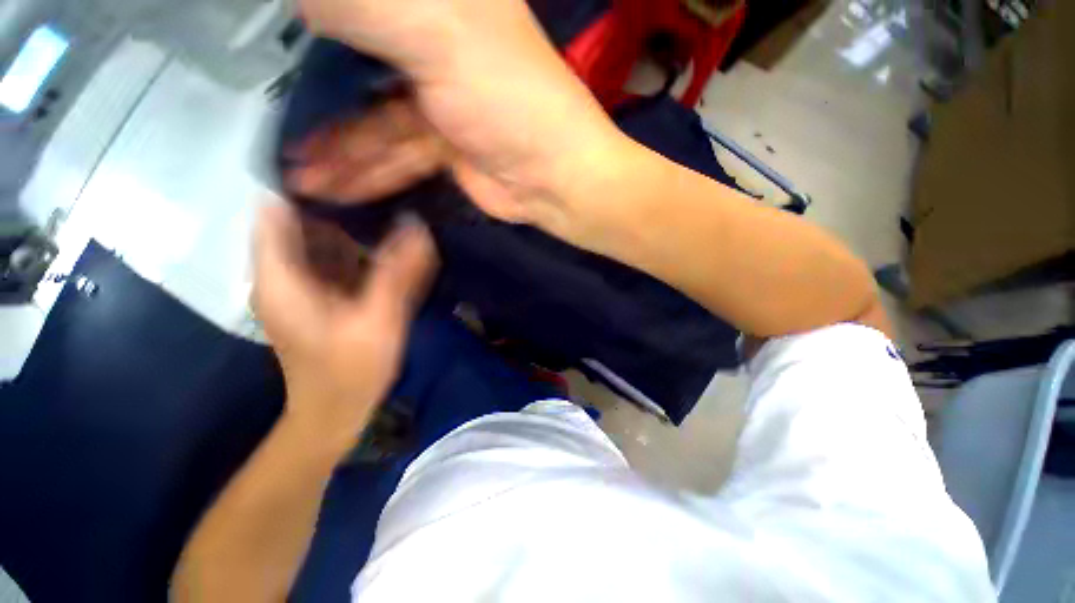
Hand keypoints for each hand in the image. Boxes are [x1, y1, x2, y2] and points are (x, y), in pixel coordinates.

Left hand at [253, 204, 437, 452]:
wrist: (335, 412)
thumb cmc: (349, 371)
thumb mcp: (379, 320)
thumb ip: (398, 273)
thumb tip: (418, 226)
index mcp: (280, 275)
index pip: (276, 208)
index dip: (306, 182)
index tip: (350, 165)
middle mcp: (282, 272)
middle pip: (300, 218)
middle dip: (336, 199)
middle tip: (382, 184)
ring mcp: (300, 283)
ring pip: (318, 236)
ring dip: (349, 221)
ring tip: (388, 204)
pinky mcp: (318, 293)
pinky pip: (333, 256)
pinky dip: (355, 244)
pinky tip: (386, 239)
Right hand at [292, 0, 628, 235]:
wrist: (553, 175)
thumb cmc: (507, 101)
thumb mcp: (436, 34)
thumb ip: (366, 8)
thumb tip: (306, 6)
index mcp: (440, 6)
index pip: (364, 8)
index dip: (315, 26)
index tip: (274, 50)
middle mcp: (437, 49)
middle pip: (360, 65)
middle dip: (315, 98)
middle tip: (272, 123)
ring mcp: (441, 104)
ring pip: (374, 122)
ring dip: (336, 150)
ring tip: (294, 174)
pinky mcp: (447, 148)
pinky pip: (397, 156)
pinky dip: (367, 171)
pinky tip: (333, 187)